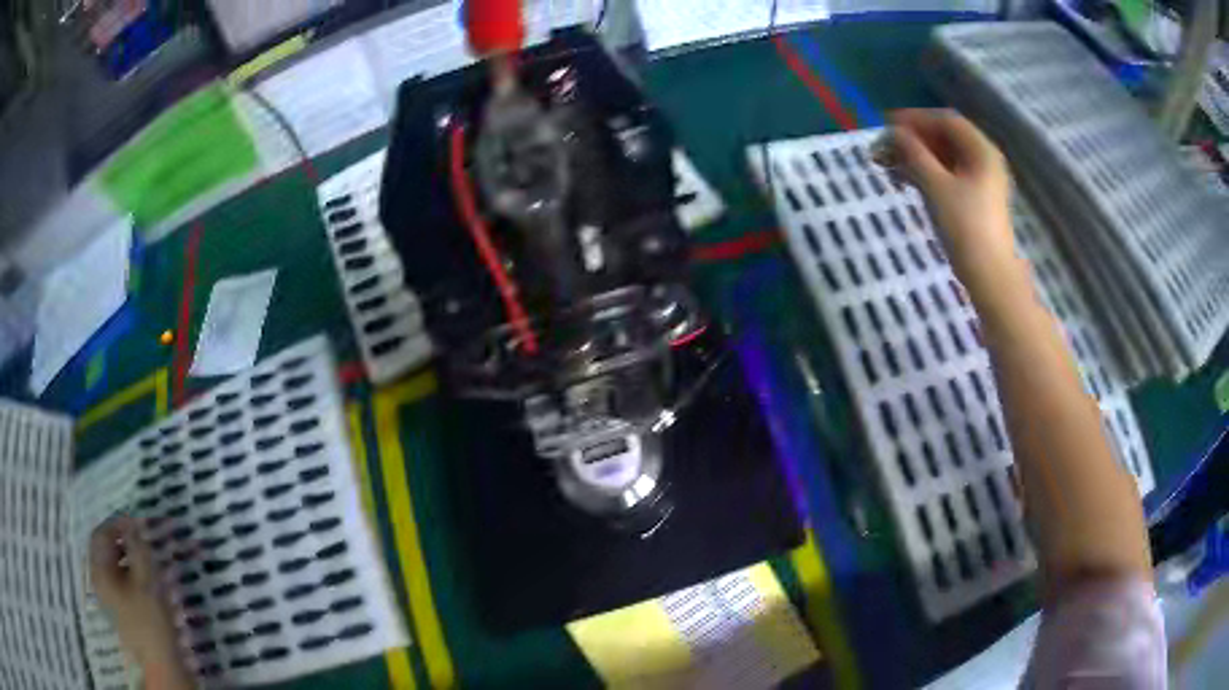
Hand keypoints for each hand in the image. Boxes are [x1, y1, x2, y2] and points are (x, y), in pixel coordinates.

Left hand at [90, 516, 193, 688]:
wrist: (160, 664)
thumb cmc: (150, 620)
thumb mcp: (146, 580)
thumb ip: (138, 548)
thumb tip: (133, 524)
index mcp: (99, 570)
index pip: (100, 534)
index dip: (117, 524)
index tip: (137, 524)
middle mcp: (97, 579)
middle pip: (103, 549)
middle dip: (121, 540)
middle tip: (141, 539)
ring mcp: (106, 596)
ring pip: (111, 565)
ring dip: (125, 556)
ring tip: (145, 558)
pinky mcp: (117, 609)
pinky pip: (117, 580)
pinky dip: (128, 572)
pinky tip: (143, 580)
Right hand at [880, 109, 1020, 294]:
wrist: (989, 276)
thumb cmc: (965, 227)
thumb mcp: (935, 186)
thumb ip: (913, 153)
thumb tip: (893, 133)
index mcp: (982, 151)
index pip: (946, 121)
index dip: (915, 119)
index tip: (886, 125)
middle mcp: (985, 160)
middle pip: (946, 138)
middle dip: (914, 139)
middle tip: (885, 147)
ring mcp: (982, 182)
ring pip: (946, 158)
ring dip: (918, 157)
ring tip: (889, 166)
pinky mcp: (976, 200)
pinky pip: (949, 175)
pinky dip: (928, 173)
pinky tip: (907, 180)